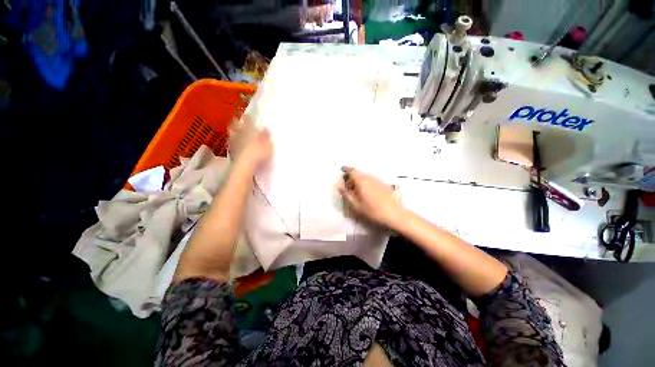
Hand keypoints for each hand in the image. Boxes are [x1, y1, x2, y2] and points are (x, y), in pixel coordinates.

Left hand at [229, 116, 272, 169]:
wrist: (244, 165)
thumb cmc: (258, 152)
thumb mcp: (267, 145)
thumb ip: (266, 136)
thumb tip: (265, 129)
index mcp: (248, 130)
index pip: (247, 120)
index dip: (247, 117)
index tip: (247, 115)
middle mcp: (239, 134)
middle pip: (235, 125)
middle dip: (237, 122)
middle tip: (238, 121)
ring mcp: (233, 143)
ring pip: (231, 134)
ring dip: (233, 132)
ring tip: (236, 133)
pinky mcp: (231, 152)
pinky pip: (231, 144)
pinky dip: (233, 143)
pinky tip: (236, 145)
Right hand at [338, 166, 404, 228]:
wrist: (394, 214)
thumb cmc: (373, 211)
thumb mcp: (356, 205)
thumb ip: (347, 195)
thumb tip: (339, 187)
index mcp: (361, 181)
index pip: (352, 171)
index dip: (346, 169)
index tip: (341, 169)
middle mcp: (369, 178)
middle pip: (358, 173)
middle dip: (351, 176)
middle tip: (347, 184)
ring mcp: (377, 180)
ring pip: (365, 176)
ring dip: (359, 179)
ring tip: (356, 188)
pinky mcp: (383, 183)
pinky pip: (371, 179)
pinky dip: (366, 181)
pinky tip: (366, 190)